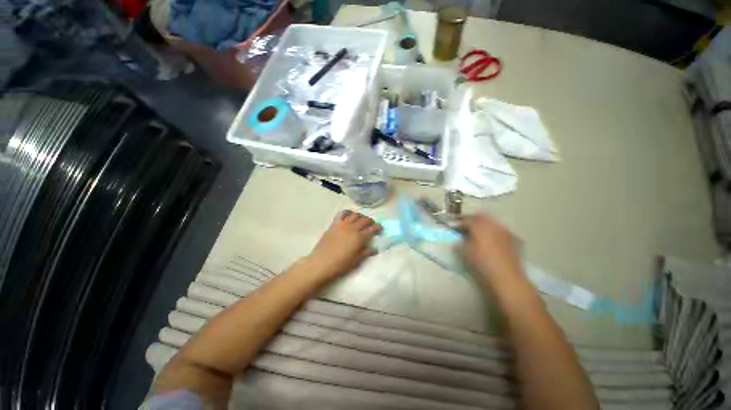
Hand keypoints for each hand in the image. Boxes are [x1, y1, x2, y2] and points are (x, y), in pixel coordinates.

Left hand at [306, 210, 382, 278]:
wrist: (321, 263)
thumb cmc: (340, 264)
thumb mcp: (356, 260)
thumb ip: (366, 252)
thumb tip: (375, 249)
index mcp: (359, 237)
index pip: (372, 229)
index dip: (378, 227)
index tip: (380, 228)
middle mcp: (352, 228)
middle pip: (365, 219)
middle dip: (371, 221)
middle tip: (372, 225)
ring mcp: (343, 224)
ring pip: (355, 215)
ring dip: (361, 216)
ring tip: (361, 220)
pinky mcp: (334, 224)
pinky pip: (342, 213)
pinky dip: (348, 212)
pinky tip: (349, 216)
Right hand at [462, 214, 523, 284]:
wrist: (506, 276)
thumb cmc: (482, 262)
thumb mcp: (465, 252)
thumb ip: (461, 241)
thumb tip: (460, 238)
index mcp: (479, 226)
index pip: (467, 220)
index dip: (459, 223)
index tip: (454, 228)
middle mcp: (492, 225)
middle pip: (480, 217)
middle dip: (472, 221)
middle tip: (466, 228)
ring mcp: (503, 231)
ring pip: (491, 222)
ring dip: (483, 225)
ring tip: (478, 233)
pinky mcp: (511, 238)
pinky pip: (498, 229)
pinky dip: (492, 231)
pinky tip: (489, 239)